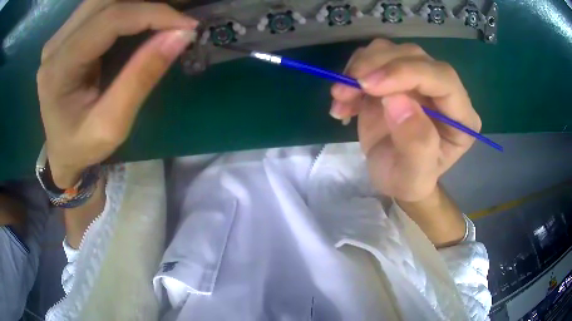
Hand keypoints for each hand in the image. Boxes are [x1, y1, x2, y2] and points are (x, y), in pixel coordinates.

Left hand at [37, 0, 197, 187]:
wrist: (61, 152)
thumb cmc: (82, 147)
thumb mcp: (113, 125)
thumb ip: (141, 77)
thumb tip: (181, 35)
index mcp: (58, 69)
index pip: (109, 20)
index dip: (152, 14)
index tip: (187, 24)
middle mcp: (55, 45)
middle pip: (106, 0)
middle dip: (147, 2)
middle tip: (177, 15)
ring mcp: (59, 37)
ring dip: (137, 2)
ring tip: (163, 15)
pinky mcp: (66, 35)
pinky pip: (100, 7)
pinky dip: (126, 6)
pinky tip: (142, 16)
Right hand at [330, 39, 480, 201]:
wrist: (393, 176)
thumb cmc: (408, 181)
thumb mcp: (413, 176)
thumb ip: (416, 144)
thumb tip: (396, 100)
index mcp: (461, 116)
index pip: (442, 78)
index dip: (407, 73)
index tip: (369, 86)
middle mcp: (443, 90)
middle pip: (414, 56)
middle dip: (376, 66)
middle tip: (344, 90)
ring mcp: (419, 79)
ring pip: (391, 50)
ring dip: (360, 68)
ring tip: (341, 97)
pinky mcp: (395, 77)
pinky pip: (373, 59)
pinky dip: (352, 73)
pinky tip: (344, 100)